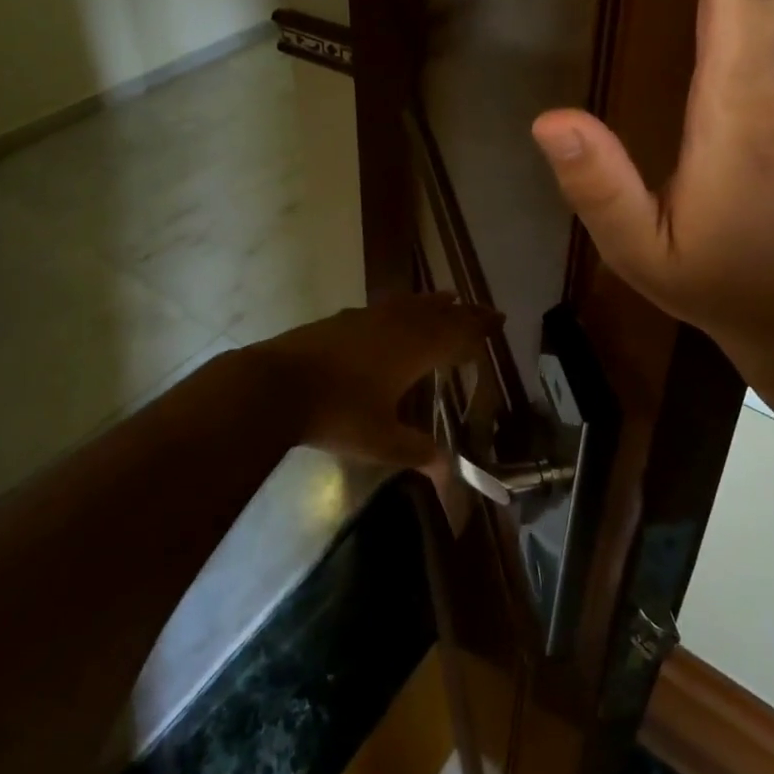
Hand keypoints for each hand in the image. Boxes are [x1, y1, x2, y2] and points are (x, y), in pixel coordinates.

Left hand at [247, 294, 500, 467]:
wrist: (276, 384)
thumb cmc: (336, 413)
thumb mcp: (381, 441)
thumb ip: (416, 451)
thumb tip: (449, 475)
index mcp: (413, 349)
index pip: (456, 333)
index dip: (478, 328)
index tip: (498, 320)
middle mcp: (395, 326)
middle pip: (437, 312)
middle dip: (462, 312)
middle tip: (483, 309)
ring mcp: (366, 317)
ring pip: (409, 303)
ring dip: (431, 302)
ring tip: (446, 298)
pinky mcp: (341, 319)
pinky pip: (384, 306)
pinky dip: (401, 306)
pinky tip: (393, 313)